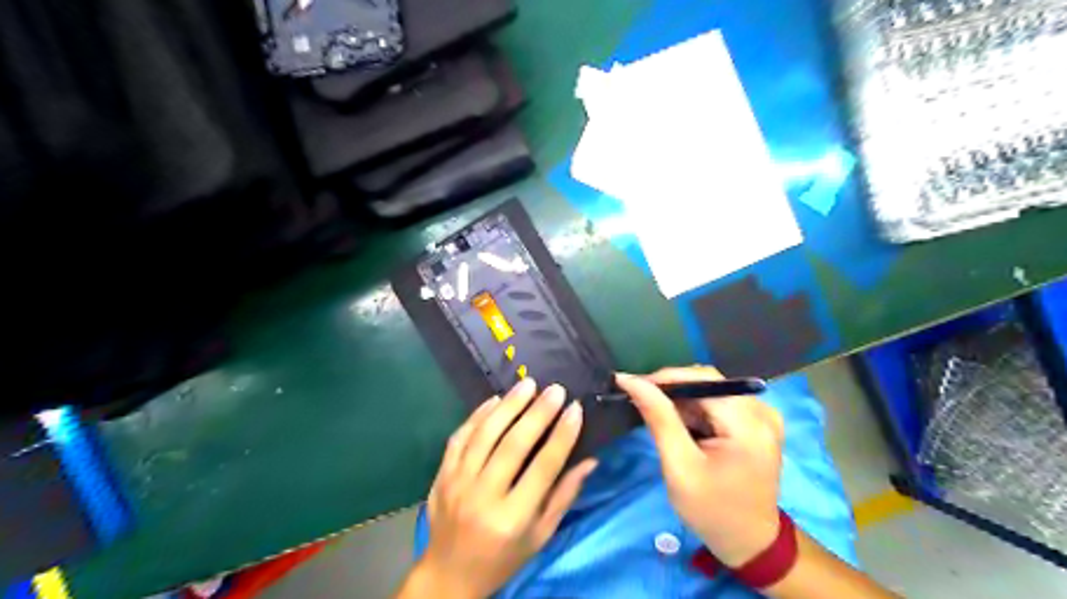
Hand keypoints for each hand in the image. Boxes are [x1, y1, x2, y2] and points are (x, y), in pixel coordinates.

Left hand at [412, 380, 599, 597]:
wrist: (448, 575)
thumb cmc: (503, 558)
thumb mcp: (540, 536)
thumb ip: (564, 496)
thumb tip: (589, 460)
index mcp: (512, 518)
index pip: (543, 468)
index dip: (562, 436)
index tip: (575, 408)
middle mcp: (483, 497)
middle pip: (513, 445)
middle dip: (537, 413)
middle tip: (555, 389)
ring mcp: (457, 483)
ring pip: (485, 434)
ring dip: (508, 406)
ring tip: (528, 385)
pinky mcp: (441, 475)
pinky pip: (459, 437)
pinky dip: (477, 415)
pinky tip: (495, 400)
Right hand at [617, 367, 782, 567]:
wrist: (749, 542)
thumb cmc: (712, 510)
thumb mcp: (679, 466)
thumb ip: (658, 418)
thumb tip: (631, 380)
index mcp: (749, 424)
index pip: (704, 379)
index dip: (666, 377)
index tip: (633, 385)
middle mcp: (762, 411)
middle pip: (709, 382)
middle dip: (673, 389)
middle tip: (641, 402)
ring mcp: (763, 416)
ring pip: (712, 390)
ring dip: (683, 400)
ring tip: (659, 418)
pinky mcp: (758, 423)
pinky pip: (720, 402)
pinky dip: (697, 409)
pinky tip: (682, 426)